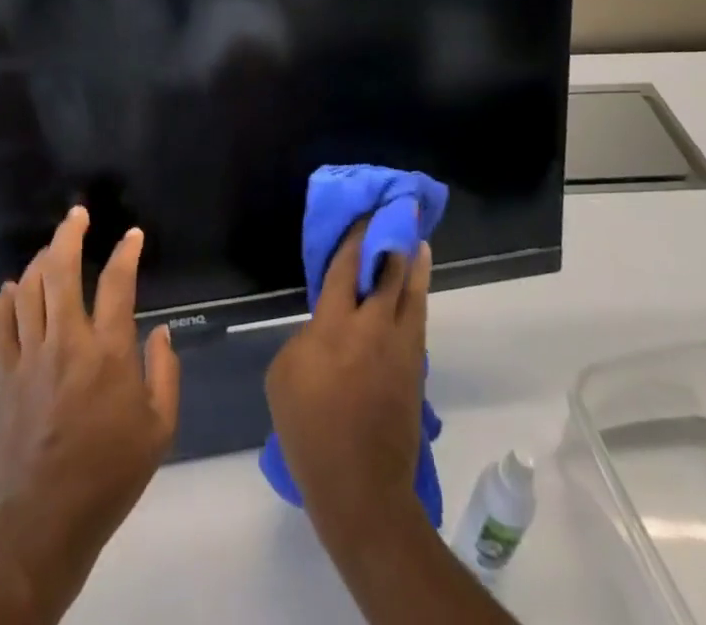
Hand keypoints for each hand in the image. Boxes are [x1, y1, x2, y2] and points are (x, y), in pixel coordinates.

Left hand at [0, 207, 180, 588]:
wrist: (46, 519)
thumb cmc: (110, 474)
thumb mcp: (159, 429)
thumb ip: (165, 372)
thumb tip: (163, 330)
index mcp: (108, 352)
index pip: (118, 283)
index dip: (127, 252)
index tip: (132, 236)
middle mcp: (67, 341)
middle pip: (61, 270)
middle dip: (69, 234)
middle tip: (77, 215)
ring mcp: (30, 355)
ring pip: (29, 288)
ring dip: (40, 259)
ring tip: (51, 248)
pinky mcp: (4, 374)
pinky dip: (3, 299)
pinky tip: (11, 288)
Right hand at [265, 226, 431, 539]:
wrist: (361, 489)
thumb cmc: (310, 430)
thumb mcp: (284, 375)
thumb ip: (307, 337)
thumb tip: (326, 328)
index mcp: (335, 325)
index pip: (348, 267)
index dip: (356, 238)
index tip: (365, 215)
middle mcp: (373, 328)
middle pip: (390, 273)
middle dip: (395, 241)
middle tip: (401, 216)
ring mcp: (400, 349)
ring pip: (413, 295)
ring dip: (416, 266)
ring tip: (420, 243)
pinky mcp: (415, 371)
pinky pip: (417, 322)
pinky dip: (417, 299)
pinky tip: (415, 290)